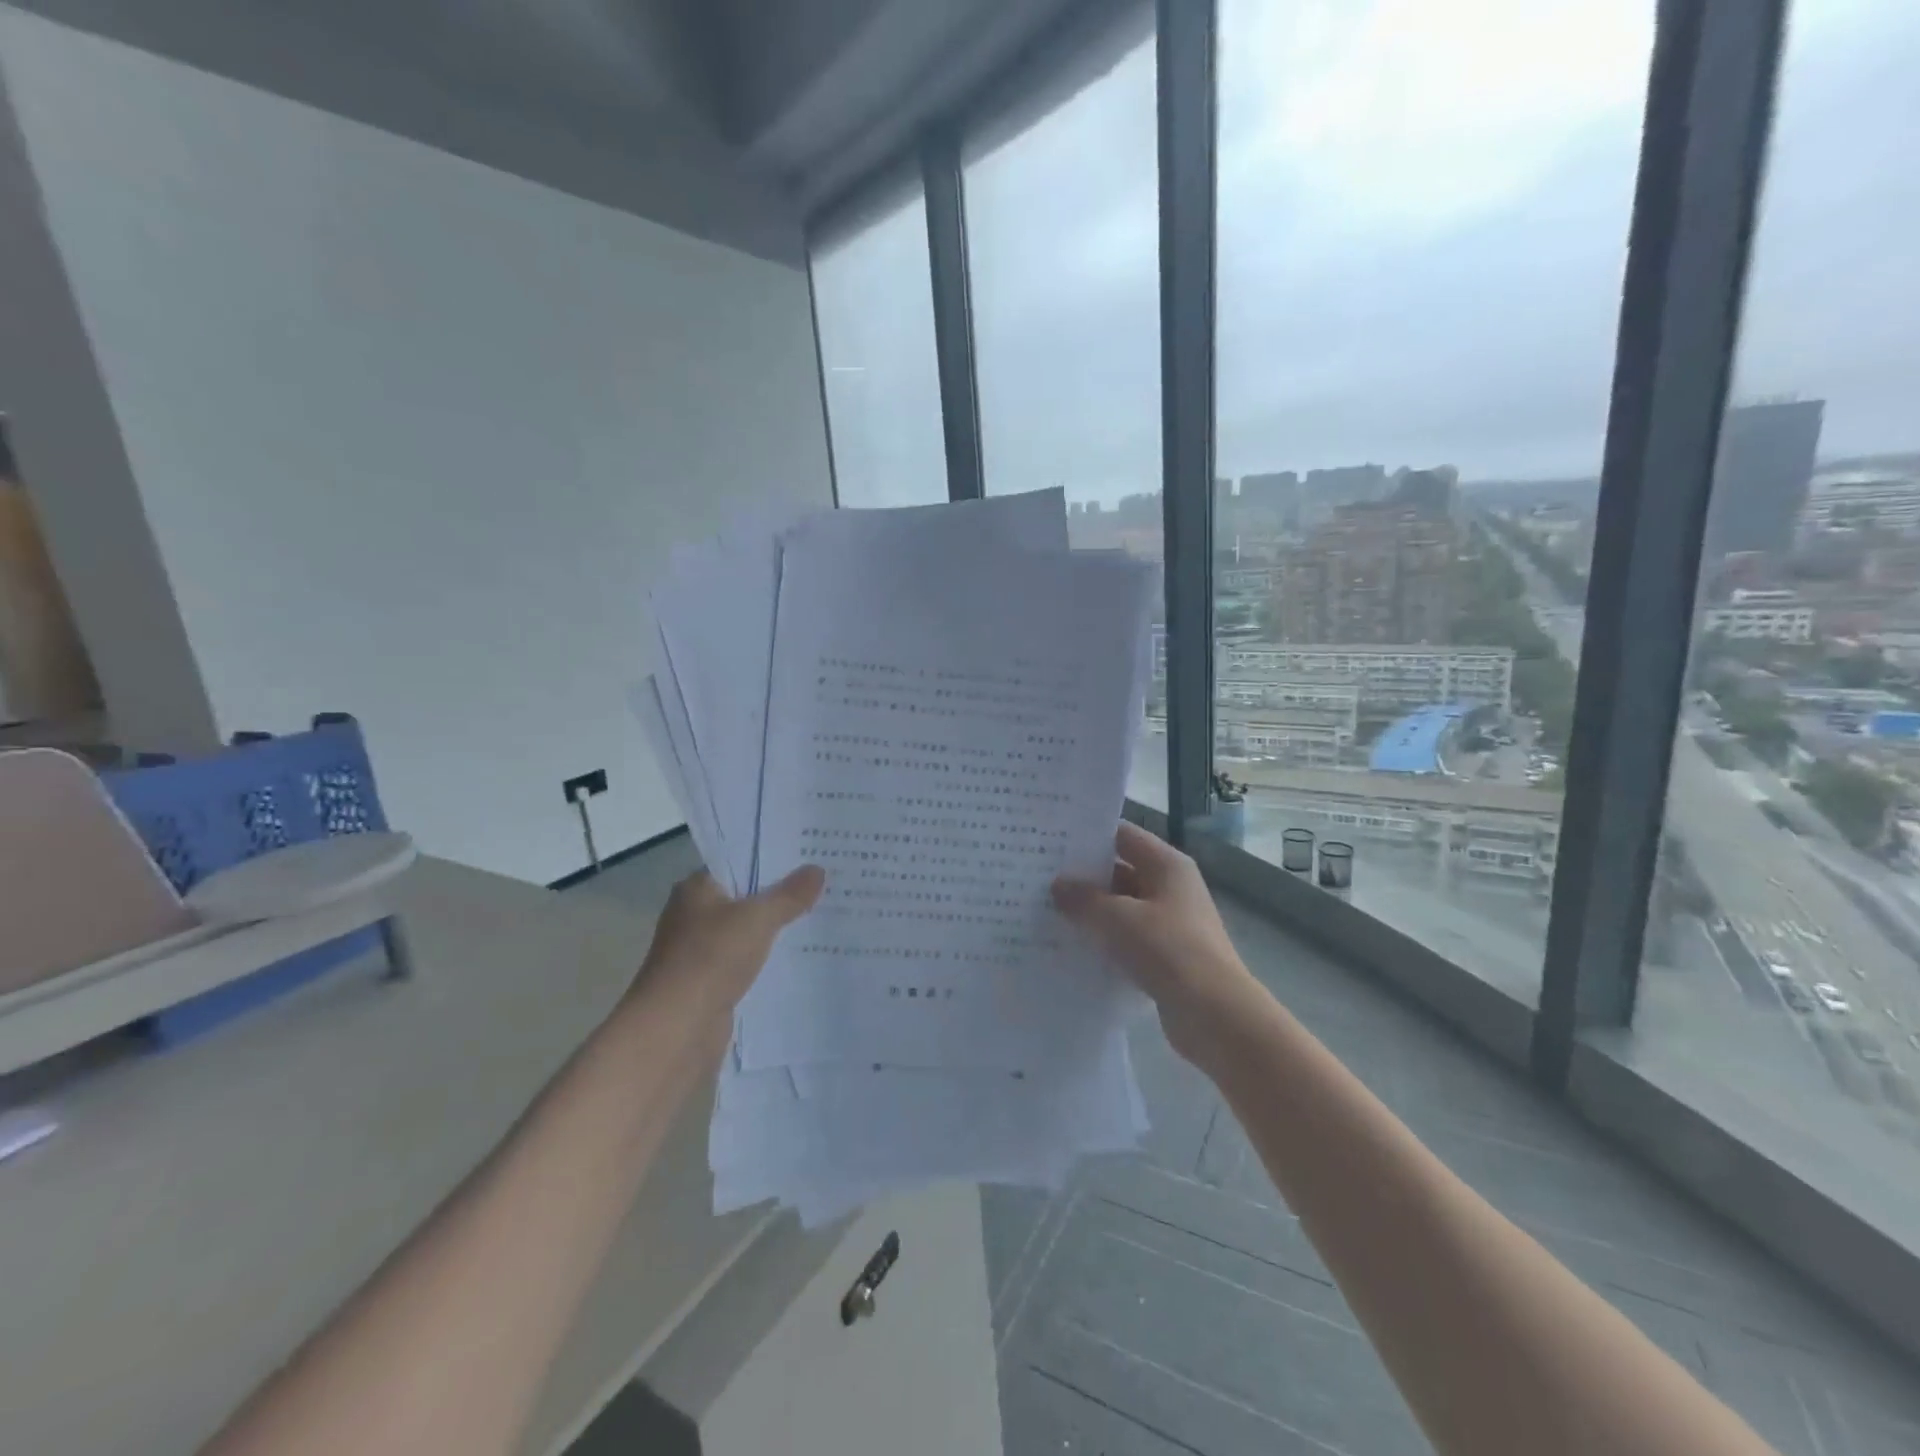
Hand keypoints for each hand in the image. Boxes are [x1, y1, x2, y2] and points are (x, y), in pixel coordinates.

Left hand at [627, 866, 824, 1035]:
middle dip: (781, 893)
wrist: (676, 1029)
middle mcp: (695, 914)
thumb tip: (817, 869)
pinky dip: (769, 958)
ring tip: (823, 915)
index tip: (810, 854)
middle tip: (826, 882)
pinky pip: (747, 960)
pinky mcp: (711, 981)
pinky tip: (801, 955)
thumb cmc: (710, 959)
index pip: (738, 862)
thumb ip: (789, 895)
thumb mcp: (757, 918)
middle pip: (745, 896)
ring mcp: (701, 950)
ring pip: (748, 930)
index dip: (773, 858)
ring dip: (777, 928)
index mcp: (696, 888)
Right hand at [1052, 823, 1259, 1061]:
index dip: (1088, 836)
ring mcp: (1171, 923)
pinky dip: (1104, 940)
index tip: (1050, 839)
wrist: (1214, 1015)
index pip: (1122, 835)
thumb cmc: (1167, 950)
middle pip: (1121, 870)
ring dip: (1091, 912)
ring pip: (1122, 907)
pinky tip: (1071, 947)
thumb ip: (1083, 899)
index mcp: (1167, 865)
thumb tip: (1058, 885)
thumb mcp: (1117, 918)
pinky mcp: (1166, 956)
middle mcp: (1171, 887)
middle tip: (1038, 878)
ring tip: (1046, 912)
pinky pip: (1128, 938)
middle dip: (1083, 876)